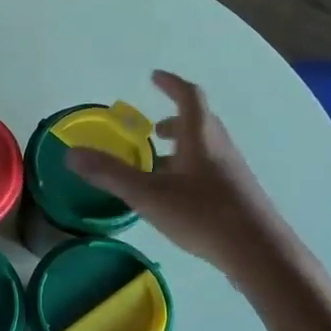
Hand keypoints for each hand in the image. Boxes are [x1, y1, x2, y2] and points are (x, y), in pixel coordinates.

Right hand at [66, 70, 287, 278]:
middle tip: (152, 129)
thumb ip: (110, 174)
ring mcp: (233, 172)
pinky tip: (178, 196)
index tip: (154, 77)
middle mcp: (220, 147)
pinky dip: (191, 169)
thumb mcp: (148, 194)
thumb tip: (71, 154)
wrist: (259, 253)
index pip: (188, 96)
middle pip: (200, 122)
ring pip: (206, 148)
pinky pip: (211, 169)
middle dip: (174, 120)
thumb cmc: (203, 215)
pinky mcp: (238, 195)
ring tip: (159, 164)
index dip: (171, 84)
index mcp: (201, 137)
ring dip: (183, 147)